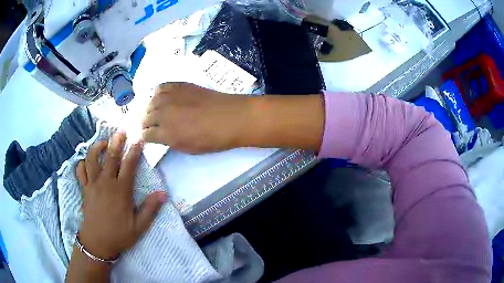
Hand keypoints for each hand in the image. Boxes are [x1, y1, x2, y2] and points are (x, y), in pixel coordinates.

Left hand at [75, 132, 166, 259]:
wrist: (97, 242)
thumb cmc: (119, 235)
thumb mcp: (139, 227)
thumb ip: (150, 209)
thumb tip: (163, 193)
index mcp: (121, 191)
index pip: (129, 165)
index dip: (134, 151)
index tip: (139, 139)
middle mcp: (106, 183)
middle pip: (111, 156)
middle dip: (117, 142)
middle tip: (121, 131)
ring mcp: (92, 184)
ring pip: (92, 159)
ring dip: (97, 147)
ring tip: (103, 142)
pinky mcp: (84, 189)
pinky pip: (80, 171)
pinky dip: (82, 163)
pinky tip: (86, 161)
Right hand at [141, 82, 251, 153]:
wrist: (230, 117)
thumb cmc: (212, 139)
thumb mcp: (187, 148)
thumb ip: (169, 141)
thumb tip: (160, 135)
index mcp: (165, 133)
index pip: (145, 135)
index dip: (145, 137)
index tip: (148, 137)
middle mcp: (163, 114)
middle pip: (145, 117)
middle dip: (145, 124)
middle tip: (151, 126)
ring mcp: (170, 97)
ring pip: (150, 102)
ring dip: (150, 109)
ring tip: (155, 112)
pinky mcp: (178, 86)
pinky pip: (160, 87)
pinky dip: (157, 94)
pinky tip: (161, 98)